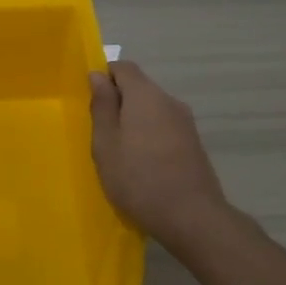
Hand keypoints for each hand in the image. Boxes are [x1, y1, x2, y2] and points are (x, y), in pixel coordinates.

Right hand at [89, 60, 234, 252]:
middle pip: (140, 88)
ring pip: (153, 109)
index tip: (91, 101)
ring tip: (121, 152)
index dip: (105, 77)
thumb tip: (97, 75)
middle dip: (119, 102)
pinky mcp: (194, 143)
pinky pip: (165, 127)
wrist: (191, 217)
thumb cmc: (137, 178)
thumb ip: (102, 106)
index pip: (124, 67)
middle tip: (100, 132)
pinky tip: (143, 164)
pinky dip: (150, 136)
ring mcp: (186, 122)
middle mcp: (169, 101)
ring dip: (134, 121)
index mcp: (145, 95)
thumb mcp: (106, 143)